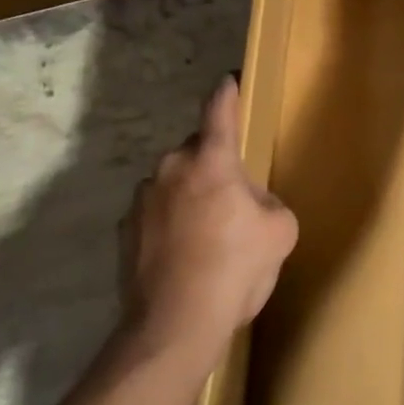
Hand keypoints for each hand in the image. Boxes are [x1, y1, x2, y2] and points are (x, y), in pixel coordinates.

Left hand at [118, 76, 298, 370]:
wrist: (175, 324)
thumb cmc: (235, 269)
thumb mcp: (279, 231)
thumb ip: (267, 202)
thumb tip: (248, 202)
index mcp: (211, 161)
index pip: (220, 111)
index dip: (227, 93)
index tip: (229, 80)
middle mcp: (170, 168)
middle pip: (197, 153)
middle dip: (214, 168)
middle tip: (233, 204)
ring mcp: (141, 198)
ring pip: (173, 184)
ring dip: (189, 197)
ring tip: (207, 239)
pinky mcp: (124, 229)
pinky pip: (155, 214)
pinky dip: (168, 224)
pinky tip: (182, 257)